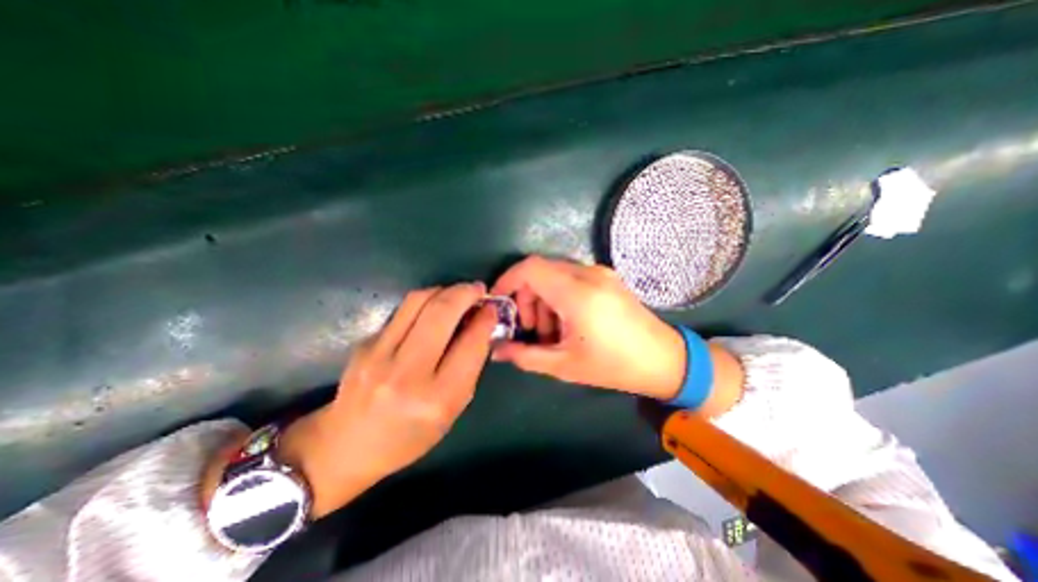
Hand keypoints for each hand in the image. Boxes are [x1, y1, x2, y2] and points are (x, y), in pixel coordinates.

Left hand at [208, 281, 497, 518]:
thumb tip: (481, 325)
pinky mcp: (365, 342)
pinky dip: (425, 302)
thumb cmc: (410, 434)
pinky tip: (432, 310)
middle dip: (466, 293)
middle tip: (478, 289)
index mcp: (437, 398)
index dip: (486, 319)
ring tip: (458, 293)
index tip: (492, 307)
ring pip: (418, 301)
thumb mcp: (452, 409)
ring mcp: (379, 354)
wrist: (346, 445)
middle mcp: (407, 373)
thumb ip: (470, 366)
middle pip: (441, 312)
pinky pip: (403, 311)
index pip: (470, 344)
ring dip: (444, 290)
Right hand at [490, 257, 686, 399]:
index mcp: (577, 293)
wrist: (664, 360)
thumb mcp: (564, 365)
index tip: (500, 302)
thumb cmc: (613, 366)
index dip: (508, 280)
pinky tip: (568, 322)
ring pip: (555, 274)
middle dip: (526, 297)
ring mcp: (600, 273)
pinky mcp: (607, 277)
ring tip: (551, 331)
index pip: (530, 268)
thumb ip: (525, 356)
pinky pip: (571, 278)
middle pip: (540, 271)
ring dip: (543, 299)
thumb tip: (496, 350)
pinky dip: (559, 296)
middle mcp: (588, 274)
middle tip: (531, 329)